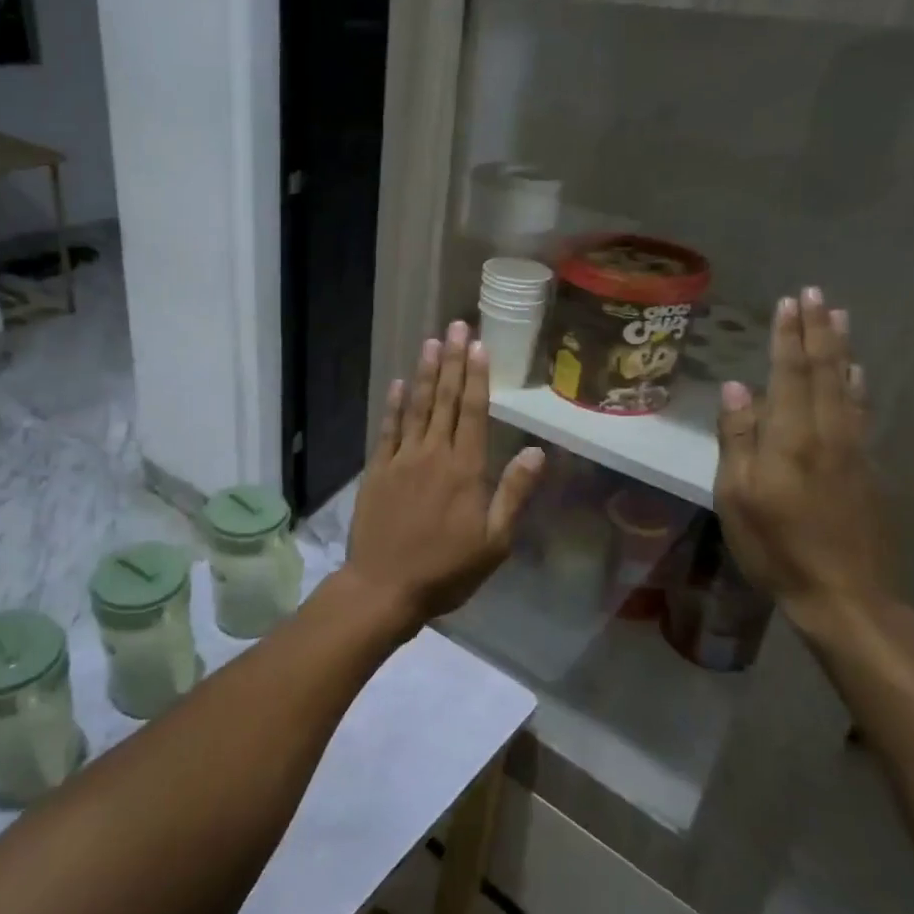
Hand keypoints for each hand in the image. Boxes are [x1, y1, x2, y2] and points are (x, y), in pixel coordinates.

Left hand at [345, 321, 545, 624]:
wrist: (384, 586)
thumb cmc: (446, 570)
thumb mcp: (494, 542)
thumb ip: (513, 494)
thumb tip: (536, 452)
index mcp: (465, 470)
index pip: (473, 412)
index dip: (476, 376)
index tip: (478, 345)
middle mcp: (433, 454)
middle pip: (444, 400)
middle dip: (451, 361)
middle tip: (456, 326)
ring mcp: (402, 460)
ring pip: (416, 407)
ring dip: (424, 373)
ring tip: (430, 342)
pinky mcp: (377, 471)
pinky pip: (387, 430)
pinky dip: (393, 405)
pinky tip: (398, 384)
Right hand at [713, 288, 898, 631]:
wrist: (845, 594)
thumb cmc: (777, 547)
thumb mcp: (737, 497)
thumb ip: (738, 440)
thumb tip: (737, 389)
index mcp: (790, 439)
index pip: (790, 374)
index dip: (788, 337)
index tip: (789, 301)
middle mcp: (826, 434)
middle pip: (823, 371)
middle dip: (817, 330)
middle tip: (816, 294)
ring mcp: (852, 450)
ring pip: (846, 386)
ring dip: (840, 348)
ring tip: (839, 316)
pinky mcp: (865, 468)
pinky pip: (859, 410)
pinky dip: (856, 384)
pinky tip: (856, 373)